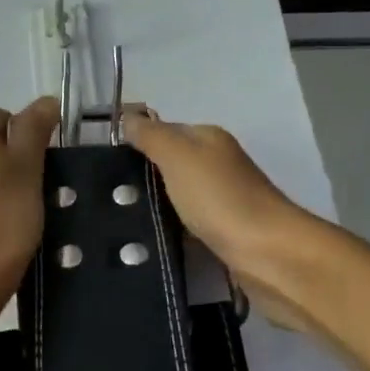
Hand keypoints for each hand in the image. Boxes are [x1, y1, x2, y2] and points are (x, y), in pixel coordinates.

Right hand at [126, 111, 321, 328]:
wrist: (267, 253)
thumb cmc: (219, 198)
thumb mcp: (178, 157)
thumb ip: (151, 136)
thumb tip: (126, 117)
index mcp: (208, 139)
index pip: (164, 131)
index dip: (136, 143)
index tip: (103, 164)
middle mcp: (218, 164)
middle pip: (171, 164)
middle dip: (143, 178)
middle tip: (106, 196)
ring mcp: (223, 199)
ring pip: (178, 196)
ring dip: (156, 206)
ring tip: (120, 221)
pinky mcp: (224, 232)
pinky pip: (188, 224)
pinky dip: (172, 229)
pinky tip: (151, 240)